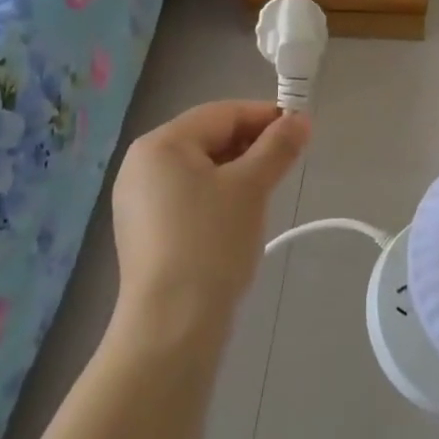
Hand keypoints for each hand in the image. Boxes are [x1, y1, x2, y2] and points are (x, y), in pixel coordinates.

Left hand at [110, 101, 309, 334]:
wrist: (172, 324)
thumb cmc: (211, 242)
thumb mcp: (251, 188)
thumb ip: (277, 147)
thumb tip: (301, 118)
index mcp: (160, 144)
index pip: (221, 113)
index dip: (264, 116)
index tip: (300, 129)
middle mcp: (141, 164)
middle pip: (207, 138)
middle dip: (250, 146)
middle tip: (287, 162)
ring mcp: (137, 199)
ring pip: (198, 169)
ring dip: (236, 171)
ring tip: (267, 190)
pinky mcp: (143, 230)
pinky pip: (186, 196)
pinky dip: (216, 196)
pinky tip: (238, 217)